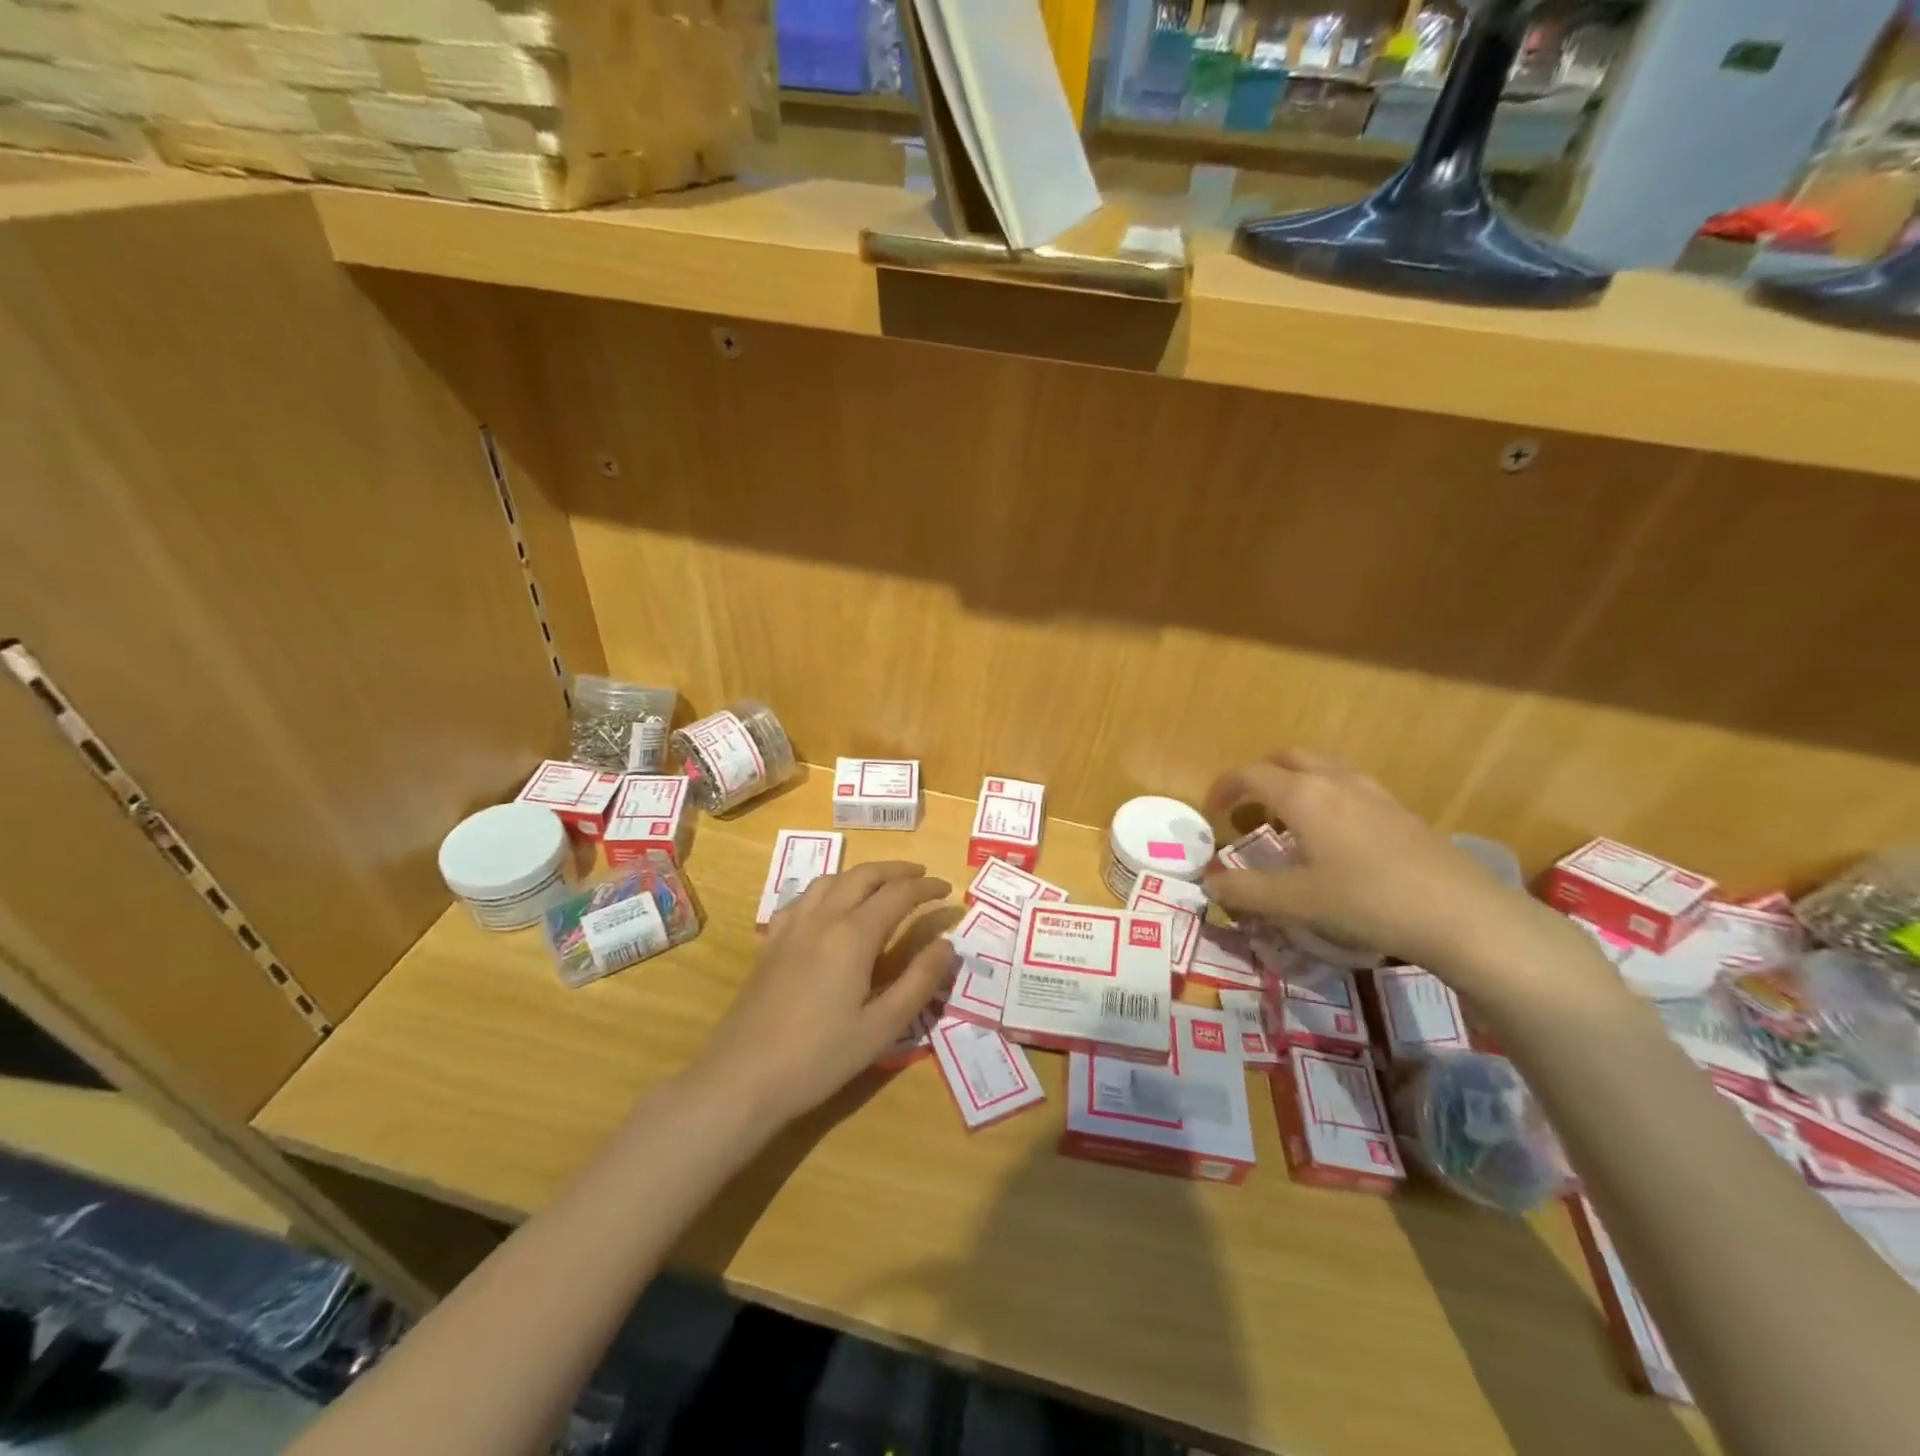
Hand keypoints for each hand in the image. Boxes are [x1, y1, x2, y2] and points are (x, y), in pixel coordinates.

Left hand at [691, 862, 956, 1127]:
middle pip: (863, 875)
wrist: (743, 1077)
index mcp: (853, 935)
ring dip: (862, 874)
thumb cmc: (820, 1057)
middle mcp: (822, 918)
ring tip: (881, 884)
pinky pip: (804, 897)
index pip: (898, 894)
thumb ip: (919, 981)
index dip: (926, 888)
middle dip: (896, 870)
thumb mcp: (882, 1027)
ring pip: (831, 879)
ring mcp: (792, 926)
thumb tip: (946, 944)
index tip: (947, 890)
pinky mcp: (771, 941)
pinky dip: (828, 889)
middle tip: (921, 876)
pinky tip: (830, 906)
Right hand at [1201, 750, 1593, 992]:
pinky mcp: (1399, 810)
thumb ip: (1245, 890)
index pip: (1250, 774)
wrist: (1462, 914)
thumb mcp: (1296, 901)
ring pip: (1322, 767)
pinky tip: (1332, 836)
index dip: (1224, 787)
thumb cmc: (1367, 901)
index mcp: (1303, 795)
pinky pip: (1349, 785)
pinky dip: (1325, 795)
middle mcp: (1335, 781)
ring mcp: (1373, 792)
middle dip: (1260, 775)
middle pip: (1287, 757)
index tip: (1212, 812)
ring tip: (1287, 819)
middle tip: (1246, 807)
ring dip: (1294, 781)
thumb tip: (1208, 884)